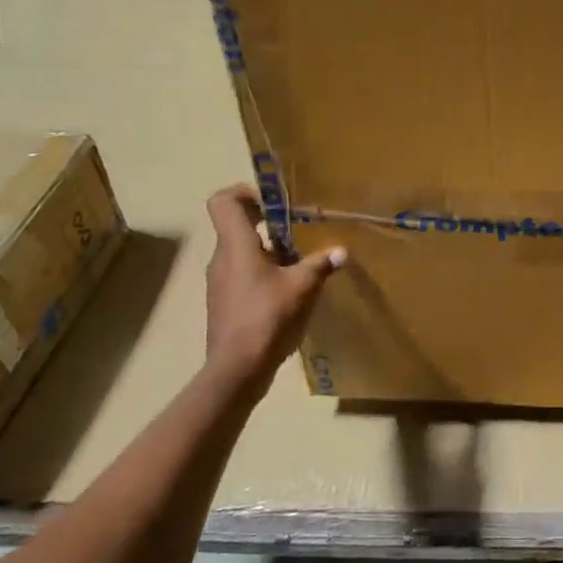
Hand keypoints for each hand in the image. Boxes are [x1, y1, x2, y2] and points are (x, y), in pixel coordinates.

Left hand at [204, 183, 345, 392]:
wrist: (236, 369)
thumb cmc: (267, 318)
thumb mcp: (303, 287)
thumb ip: (321, 264)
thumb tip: (342, 251)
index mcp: (236, 245)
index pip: (223, 202)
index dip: (245, 193)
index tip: (274, 202)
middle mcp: (222, 258)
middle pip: (236, 224)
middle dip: (267, 221)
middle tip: (297, 227)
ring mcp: (220, 282)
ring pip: (242, 251)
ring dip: (269, 249)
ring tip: (300, 259)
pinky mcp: (225, 302)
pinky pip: (243, 273)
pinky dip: (263, 271)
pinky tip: (288, 288)